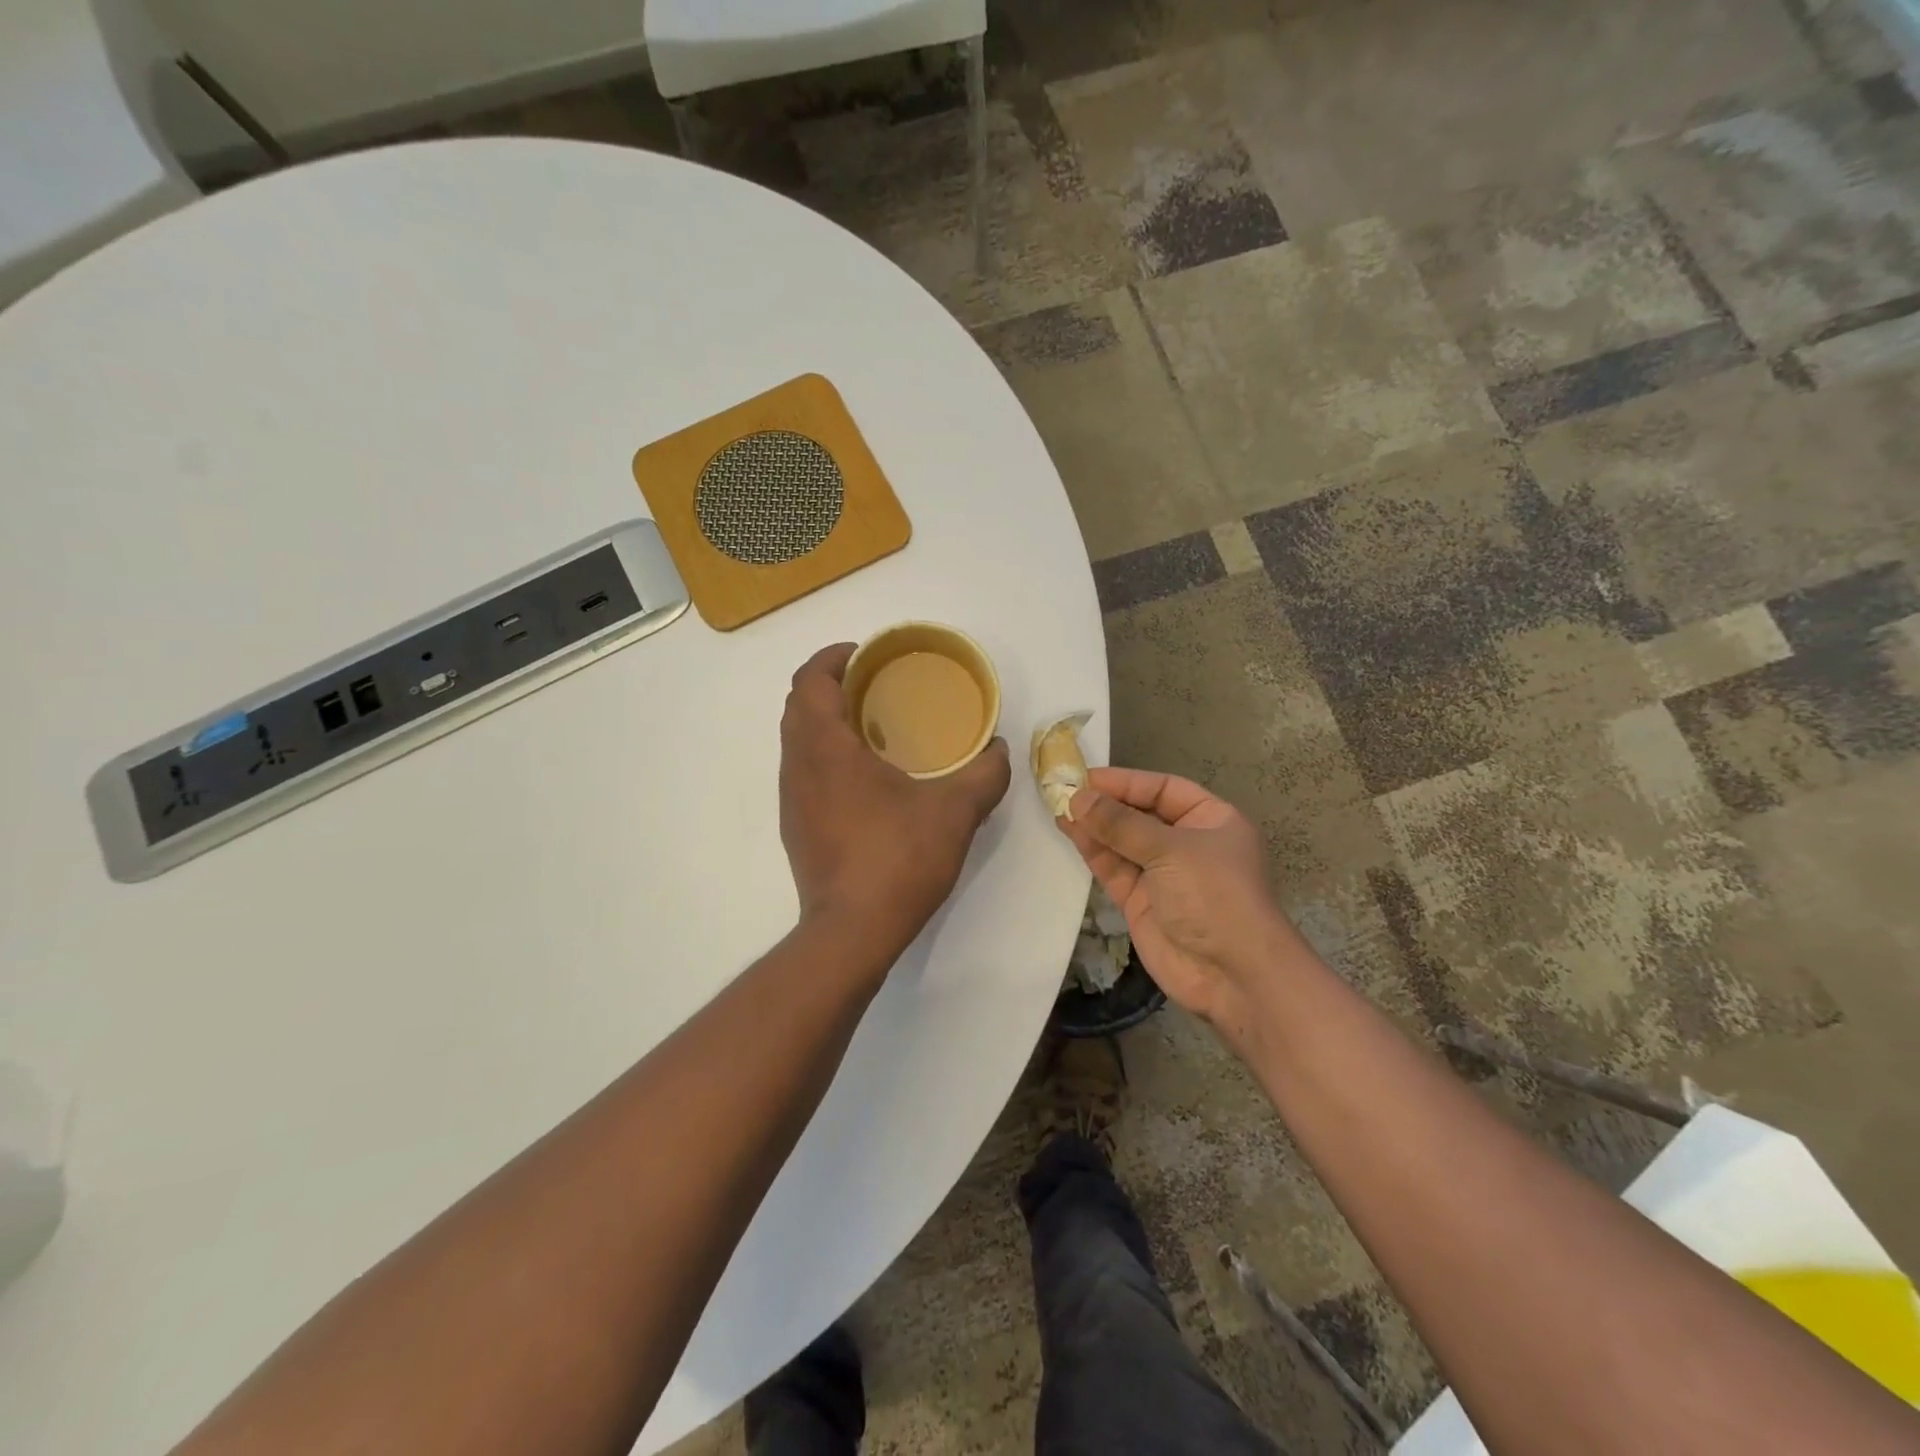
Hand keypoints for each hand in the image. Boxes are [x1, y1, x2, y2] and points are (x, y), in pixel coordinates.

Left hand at [780, 644, 1011, 967]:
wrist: (852, 932)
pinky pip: (804, 771)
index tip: (864, 654)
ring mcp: (791, 799)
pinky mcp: (796, 827)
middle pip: (799, 705)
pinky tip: (866, 777)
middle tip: (876, 686)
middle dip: (832, 685)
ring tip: (874, 726)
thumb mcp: (956, 812)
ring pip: (797, 740)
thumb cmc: (898, 859)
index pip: (810, 680)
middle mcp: (797, 766)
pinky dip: (826, 755)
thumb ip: (984, 774)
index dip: (832, 657)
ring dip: (826, 721)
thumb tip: (999, 750)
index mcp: (825, 748)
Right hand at [1059, 767, 1308, 1027]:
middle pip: (1141, 814)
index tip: (1086, 777)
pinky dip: (1093, 851)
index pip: (1164, 789)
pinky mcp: (1142, 902)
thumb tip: (1078, 797)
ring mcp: (1163, 874)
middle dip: (1105, 804)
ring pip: (1123, 842)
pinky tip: (1071, 832)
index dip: (1126, 782)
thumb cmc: (1214, 896)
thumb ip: (1121, 823)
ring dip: (1094, 826)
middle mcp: (1188, 843)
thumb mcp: (1171, 849)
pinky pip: (1114, 868)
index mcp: (1212, 820)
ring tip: (1059, 808)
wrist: (1232, 976)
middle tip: (1064, 790)